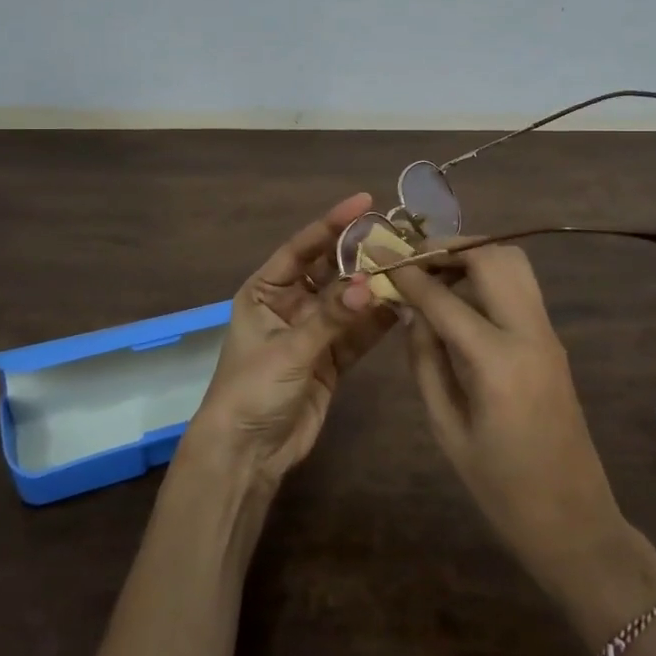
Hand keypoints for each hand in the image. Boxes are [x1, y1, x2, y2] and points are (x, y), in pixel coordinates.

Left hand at [189, 194, 393, 486]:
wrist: (247, 453)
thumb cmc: (252, 390)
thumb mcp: (288, 349)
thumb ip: (330, 317)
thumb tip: (368, 284)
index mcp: (266, 291)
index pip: (302, 247)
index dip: (332, 223)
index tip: (364, 202)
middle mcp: (290, 304)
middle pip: (330, 270)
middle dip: (360, 254)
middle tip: (398, 235)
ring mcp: (313, 331)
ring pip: (348, 300)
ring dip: (374, 287)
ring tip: (409, 266)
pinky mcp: (331, 358)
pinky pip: (358, 332)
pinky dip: (377, 320)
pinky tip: (403, 304)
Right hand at [384, 244, 631, 592]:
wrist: (575, 522)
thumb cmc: (501, 489)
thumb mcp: (447, 429)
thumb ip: (426, 362)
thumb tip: (411, 313)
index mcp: (498, 363)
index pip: (445, 299)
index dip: (409, 273)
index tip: (379, 253)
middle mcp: (530, 334)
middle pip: (492, 258)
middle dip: (448, 247)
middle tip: (411, 257)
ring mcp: (548, 334)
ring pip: (514, 263)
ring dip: (472, 255)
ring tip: (434, 272)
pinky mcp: (553, 340)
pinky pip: (520, 287)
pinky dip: (488, 275)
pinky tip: (459, 297)